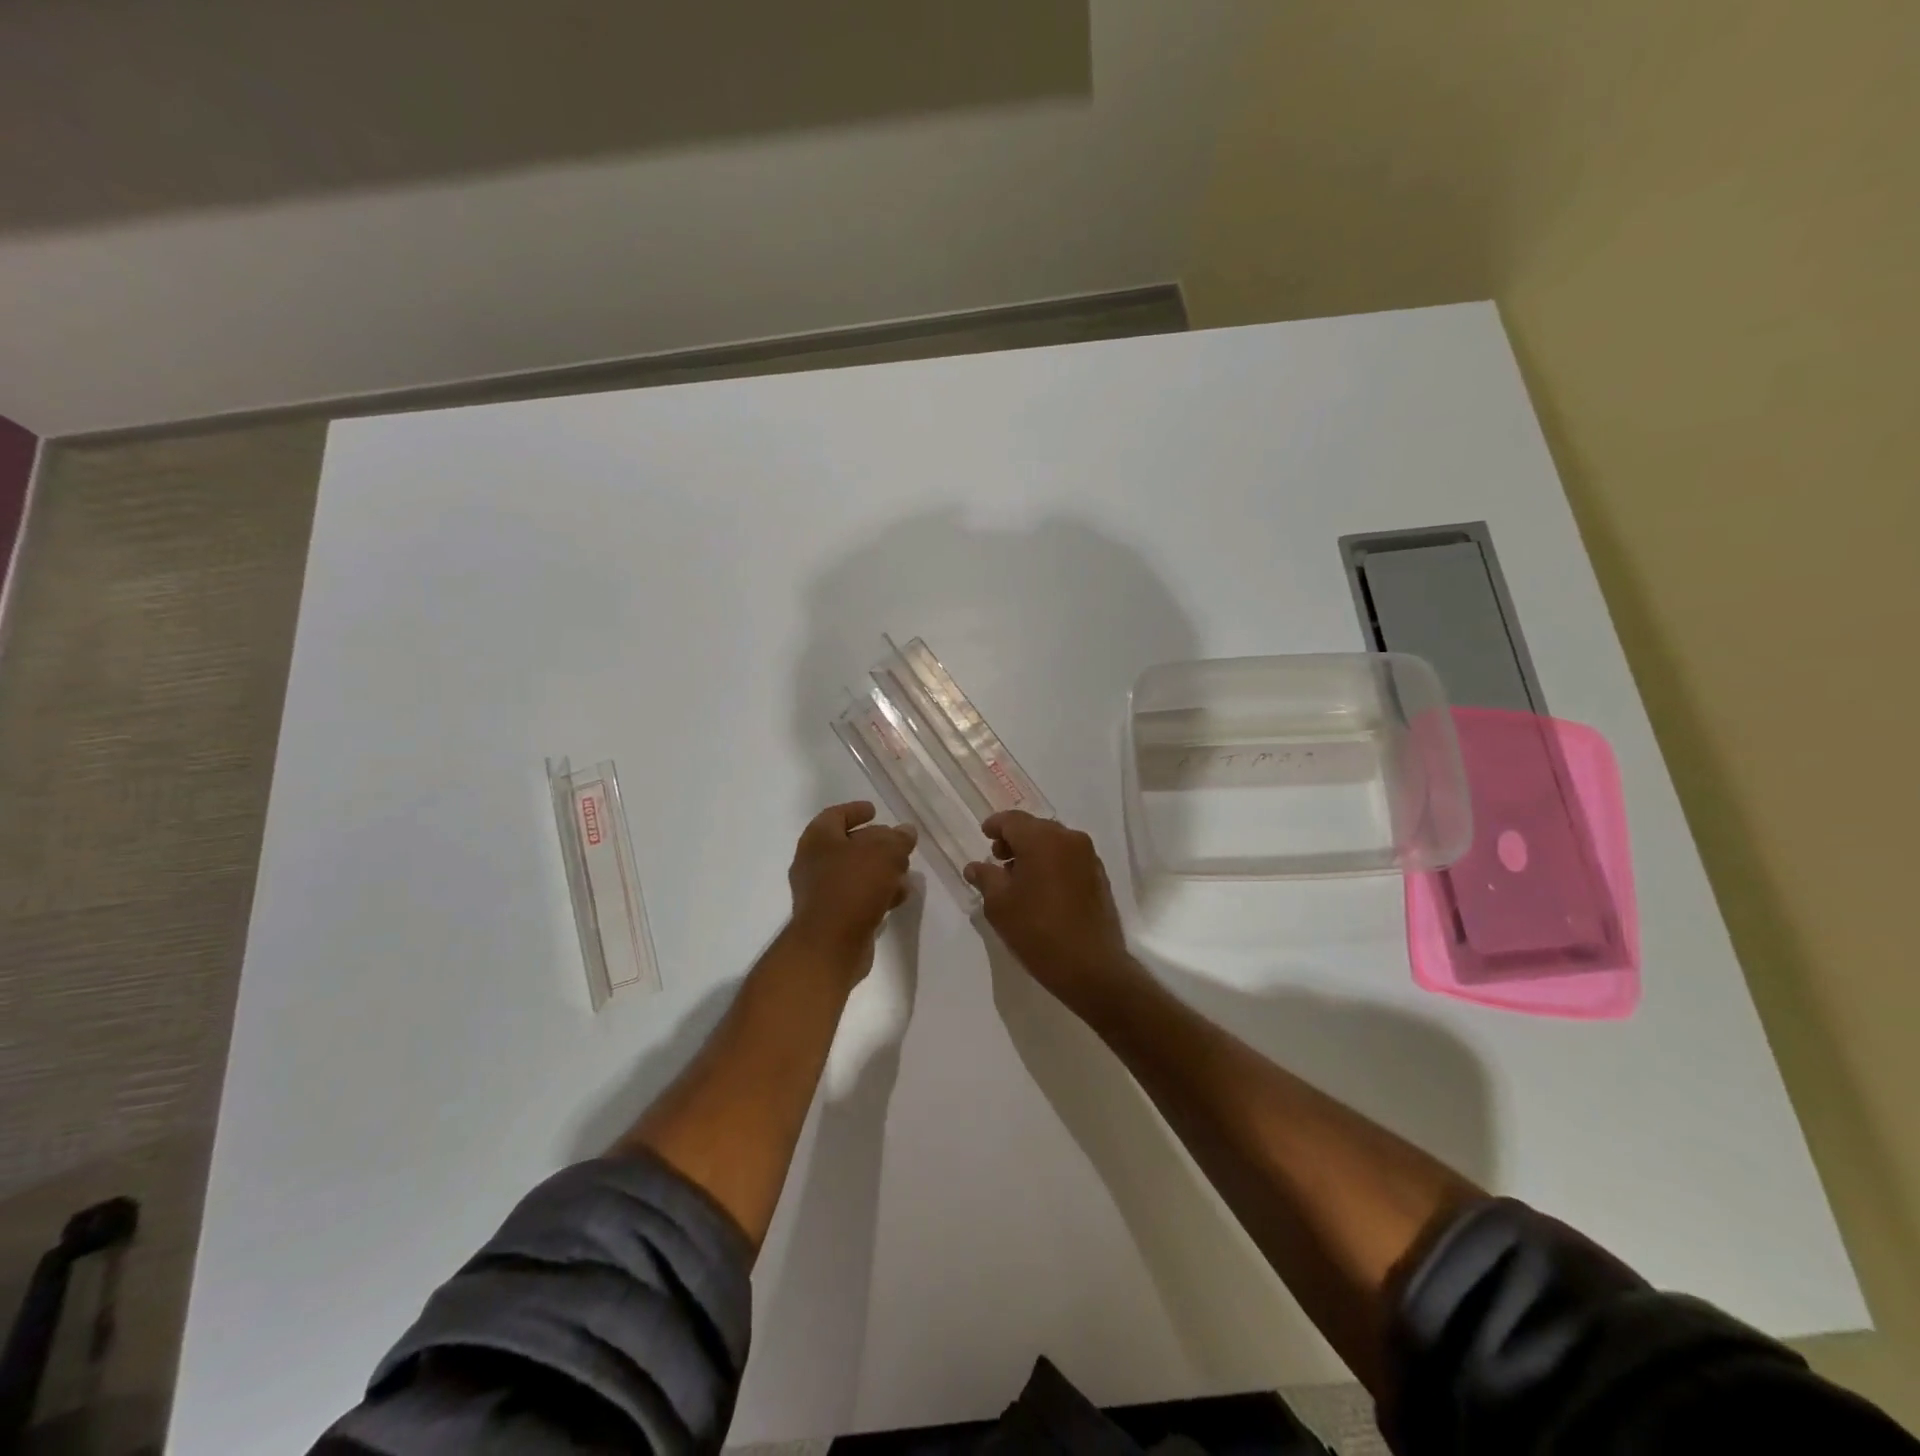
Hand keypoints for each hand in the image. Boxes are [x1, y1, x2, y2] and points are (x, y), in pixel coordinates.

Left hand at [788, 801, 917, 970]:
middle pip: (846, 845)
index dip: (855, 810)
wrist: (830, 945)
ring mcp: (820, 893)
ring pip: (854, 873)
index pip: (835, 815)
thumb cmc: (854, 887)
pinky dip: (877, 893)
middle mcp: (813, 863)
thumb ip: (898, 839)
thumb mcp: (885, 853)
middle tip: (897, 843)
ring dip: (879, 871)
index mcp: (818, 839)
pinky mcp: (831, 918)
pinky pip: (857, 898)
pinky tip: (898, 897)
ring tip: (905, 872)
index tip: (875, 811)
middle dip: (874, 843)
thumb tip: (905, 831)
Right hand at [964, 810, 1137, 1016]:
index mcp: (1042, 839)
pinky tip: (1041, 888)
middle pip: (1035, 828)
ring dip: (1034, 852)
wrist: (1090, 966)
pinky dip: (1052, 863)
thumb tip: (975, 866)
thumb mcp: (999, 905)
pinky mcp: (1099, 876)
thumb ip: (985, 878)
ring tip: (1018, 877)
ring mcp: (1088, 857)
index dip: (995, 826)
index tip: (984, 836)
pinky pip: (1069, 858)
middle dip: (1014, 839)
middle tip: (998, 860)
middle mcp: (1069, 839)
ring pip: (1054, 842)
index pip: (1012, 820)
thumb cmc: (1037, 931)